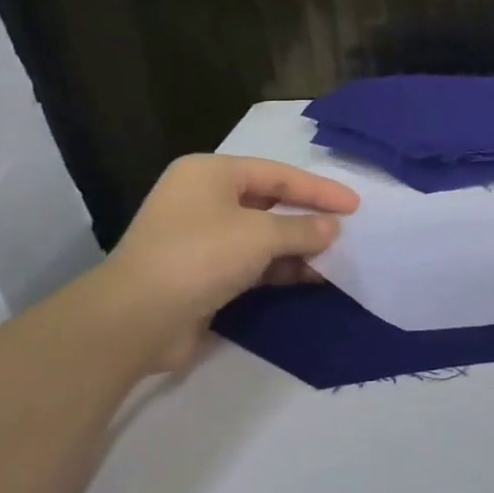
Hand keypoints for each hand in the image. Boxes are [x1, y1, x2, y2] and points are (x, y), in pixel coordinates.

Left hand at [99, 154, 359, 371]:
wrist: (138, 318)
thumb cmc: (201, 256)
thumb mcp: (261, 235)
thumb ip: (303, 229)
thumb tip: (332, 228)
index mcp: (211, 174)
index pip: (278, 174)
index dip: (320, 189)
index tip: (355, 205)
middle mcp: (204, 199)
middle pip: (271, 202)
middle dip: (310, 217)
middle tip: (348, 228)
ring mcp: (202, 237)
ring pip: (264, 235)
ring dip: (299, 246)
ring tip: (337, 256)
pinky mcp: (204, 272)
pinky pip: (254, 262)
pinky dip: (282, 267)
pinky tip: (313, 277)